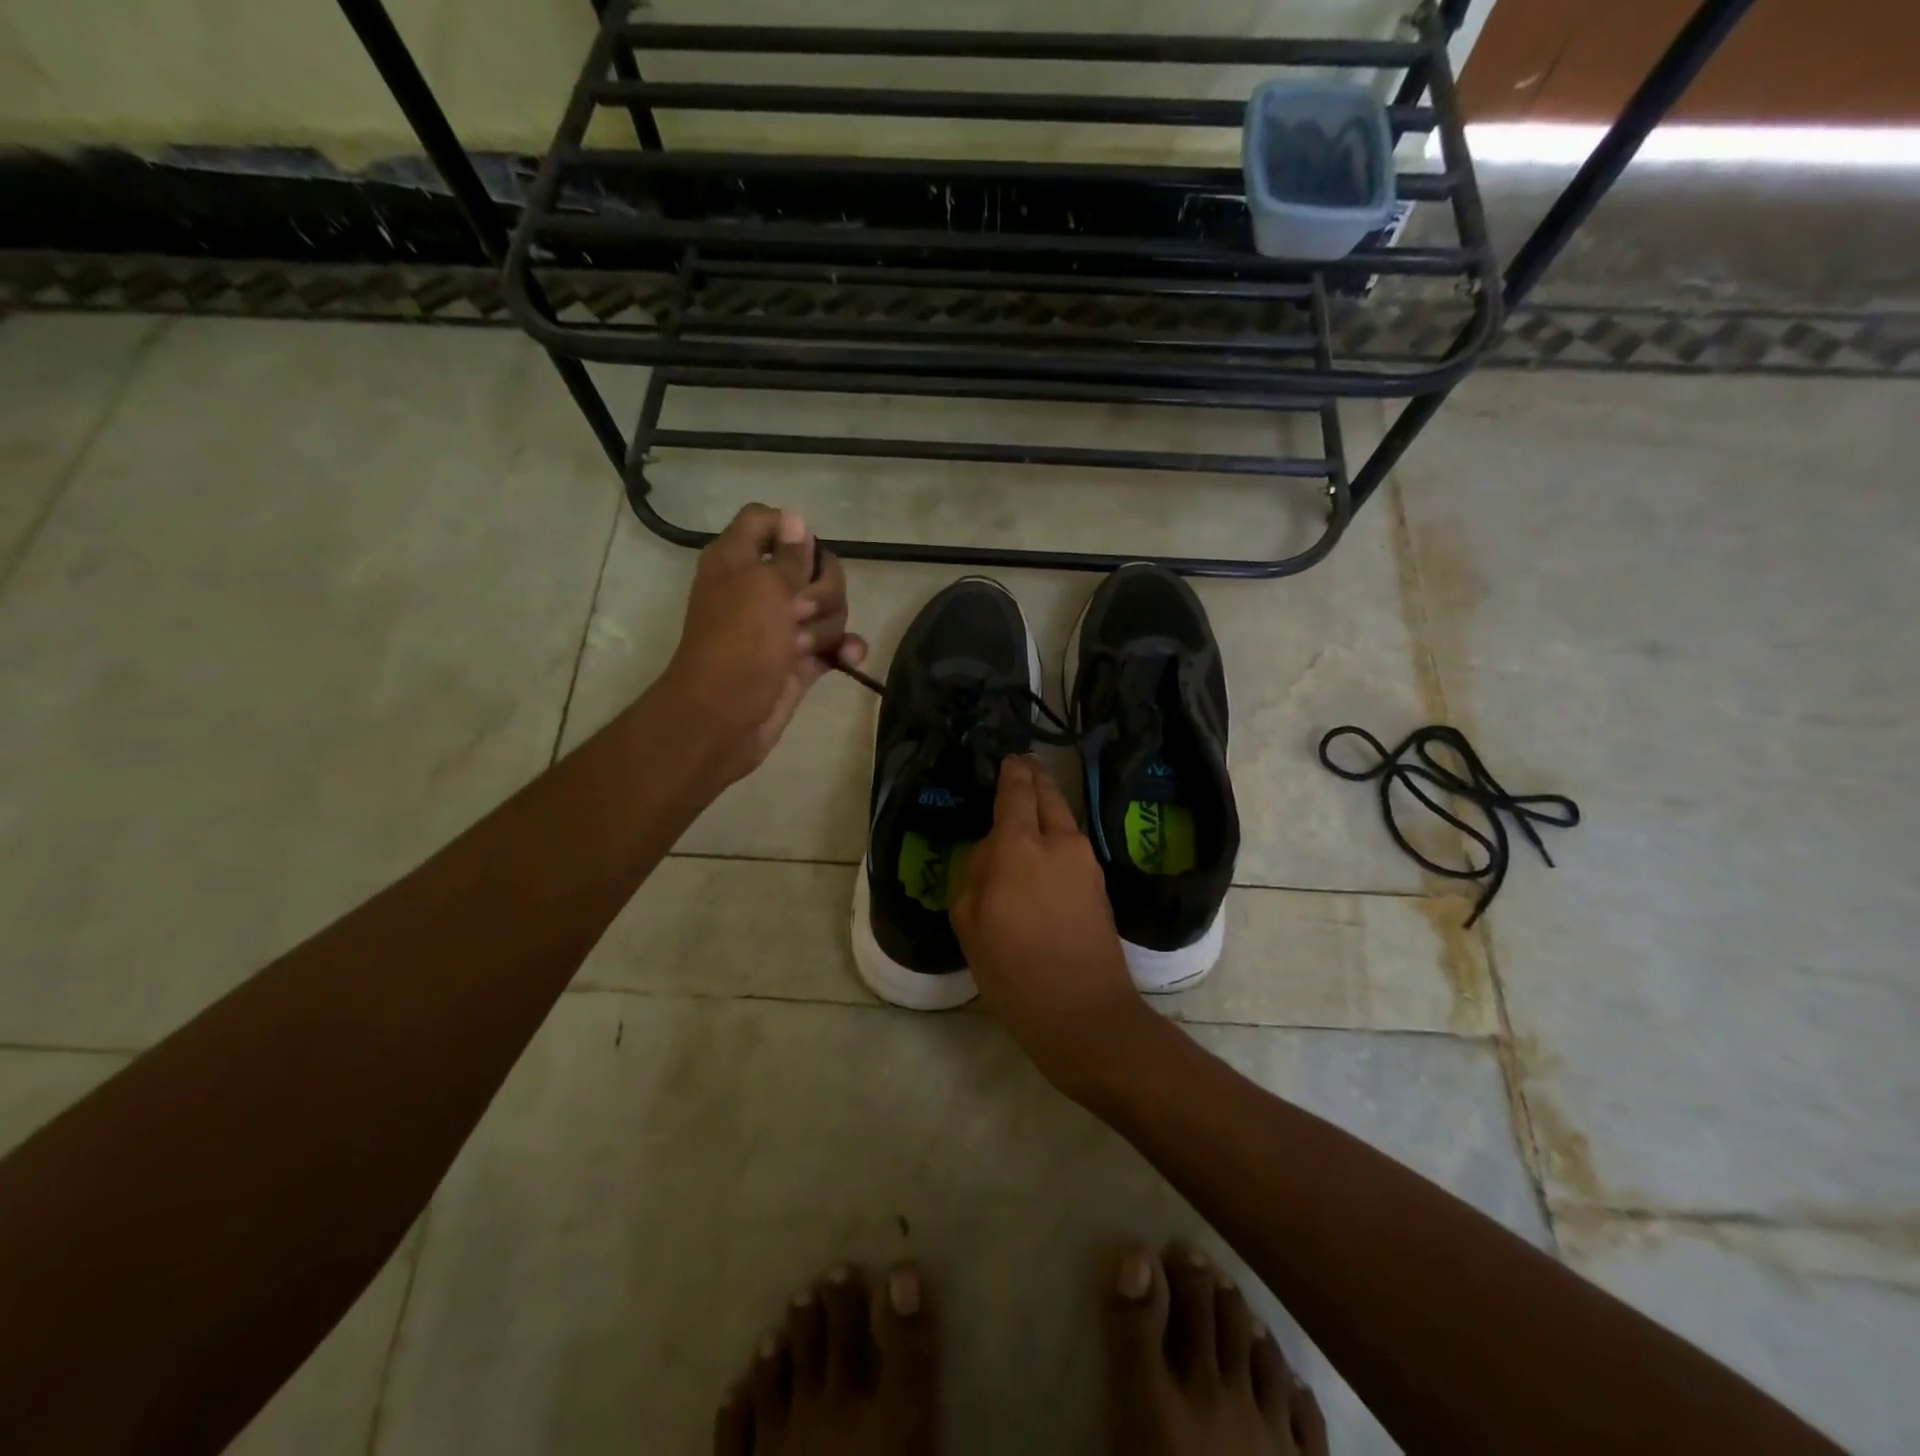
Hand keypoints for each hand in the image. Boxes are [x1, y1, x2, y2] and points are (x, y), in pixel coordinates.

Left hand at [660, 504, 868, 785]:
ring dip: (827, 625)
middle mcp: (760, 588)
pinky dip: (843, 649)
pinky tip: (849, 658)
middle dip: (823, 588)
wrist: (724, 719)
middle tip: (801, 611)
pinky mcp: (799, 660)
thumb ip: (788, 556)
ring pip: (828, 608)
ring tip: (804, 647)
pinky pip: (834, 644)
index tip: (806, 552)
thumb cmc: (738, 644)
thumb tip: (797, 519)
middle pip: (813, 566)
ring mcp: (782, 626)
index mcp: (739, 560)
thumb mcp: (763, 588)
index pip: (766, 521)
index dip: (791, 530)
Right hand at [951, 756, 1153, 1099]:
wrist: (1085, 1014)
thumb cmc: (1014, 971)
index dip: (1012, 771)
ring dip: (1048, 806)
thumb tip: (994, 851)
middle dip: (1034, 778)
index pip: (1017, 791)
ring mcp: (1086, 862)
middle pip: (1049, 795)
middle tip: (1021, 768)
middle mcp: (1059, 842)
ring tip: (1028, 808)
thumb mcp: (971, 923)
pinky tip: (1043, 847)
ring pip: (1064, 819)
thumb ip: (977, 873)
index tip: (1008, 759)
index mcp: (1020, 847)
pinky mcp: (1100, 884)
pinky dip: (1057, 834)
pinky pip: (1072, 844)